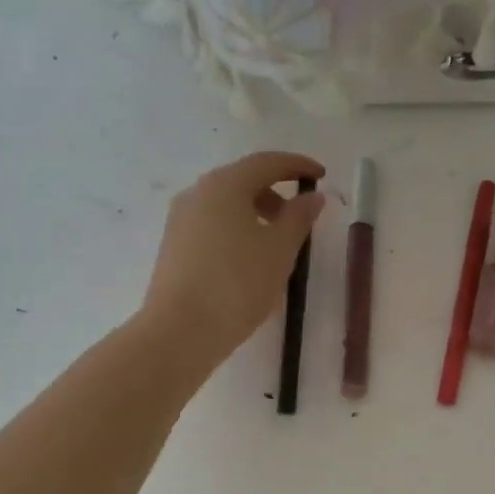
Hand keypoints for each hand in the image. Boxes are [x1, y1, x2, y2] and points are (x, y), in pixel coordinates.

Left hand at [141, 151, 325, 368]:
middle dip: (275, 191)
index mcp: (225, 185)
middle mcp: (197, 193)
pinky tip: (250, 259)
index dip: (297, 165)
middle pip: (242, 180)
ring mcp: (180, 219)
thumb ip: (299, 217)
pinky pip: (212, 224)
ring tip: (278, 243)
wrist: (180, 331)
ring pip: (226, 204)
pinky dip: (237, 229)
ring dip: (256, 212)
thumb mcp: (280, 250)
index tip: (320, 175)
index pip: (266, 162)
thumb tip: (313, 196)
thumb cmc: (237, 284)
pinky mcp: (174, 245)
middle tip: (300, 215)